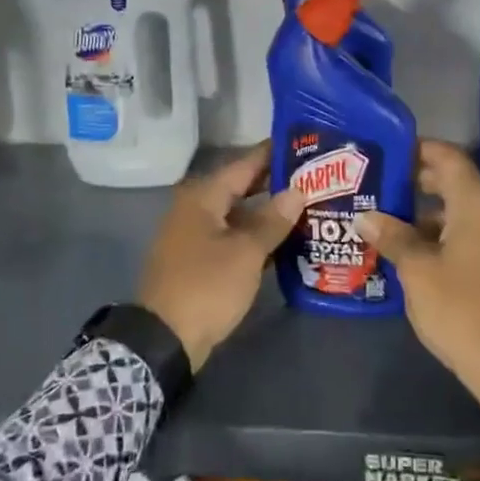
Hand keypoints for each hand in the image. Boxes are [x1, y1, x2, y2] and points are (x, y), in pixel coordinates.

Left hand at [138, 142, 304, 371]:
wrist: (164, 338)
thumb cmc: (206, 286)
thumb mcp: (246, 253)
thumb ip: (272, 221)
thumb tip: (297, 191)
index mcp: (203, 197)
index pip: (245, 164)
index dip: (273, 153)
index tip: (304, 142)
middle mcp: (196, 208)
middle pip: (242, 187)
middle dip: (276, 183)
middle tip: (315, 177)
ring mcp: (196, 235)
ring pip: (239, 214)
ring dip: (268, 213)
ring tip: (308, 205)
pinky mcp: (200, 260)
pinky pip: (233, 237)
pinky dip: (256, 237)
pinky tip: (286, 240)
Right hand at [356, 141, 479, 413]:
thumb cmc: (461, 309)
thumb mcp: (417, 271)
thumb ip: (392, 237)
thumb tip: (365, 216)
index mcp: (477, 207)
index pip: (449, 159)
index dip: (421, 149)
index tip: (391, 149)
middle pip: (455, 184)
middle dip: (418, 182)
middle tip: (382, 184)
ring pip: (461, 212)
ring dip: (427, 213)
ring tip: (388, 220)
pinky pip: (470, 235)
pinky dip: (442, 234)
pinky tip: (413, 251)